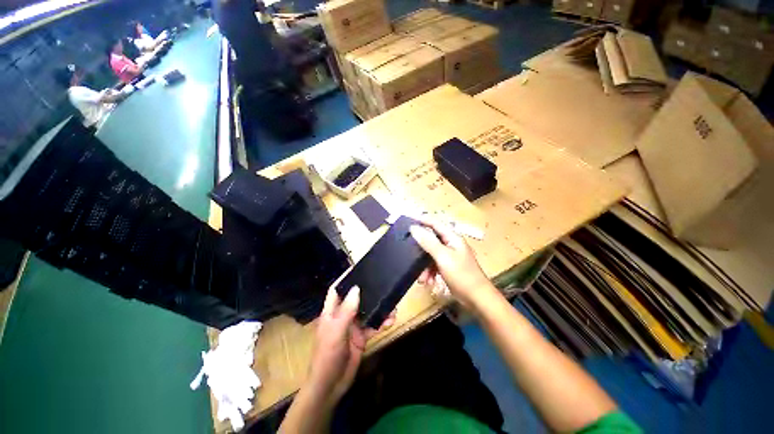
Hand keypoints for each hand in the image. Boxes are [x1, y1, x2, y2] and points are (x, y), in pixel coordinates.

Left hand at [308, 286, 393, 403]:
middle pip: (356, 299)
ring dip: (379, 309)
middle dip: (368, 292)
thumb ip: (347, 310)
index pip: (337, 290)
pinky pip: (373, 326)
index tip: (357, 268)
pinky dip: (382, 323)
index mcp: (332, 312)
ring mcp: (353, 326)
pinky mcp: (361, 337)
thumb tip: (357, 288)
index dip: (345, 279)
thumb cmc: (327, 356)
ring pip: (367, 312)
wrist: (331, 386)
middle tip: (382, 285)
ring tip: (392, 306)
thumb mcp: (336, 331)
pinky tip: (390, 321)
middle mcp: (342, 316)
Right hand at [410, 218, 497, 308]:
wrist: (477, 298)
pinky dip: (430, 272)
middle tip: (408, 252)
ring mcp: (449, 256)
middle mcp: (451, 244)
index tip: (408, 220)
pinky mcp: (448, 267)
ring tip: (422, 278)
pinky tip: (428, 282)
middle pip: (431, 240)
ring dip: (424, 266)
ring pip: (430, 255)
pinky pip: (434, 265)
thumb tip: (414, 228)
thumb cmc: (461, 274)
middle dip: (420, 250)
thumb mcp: (442, 257)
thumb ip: (428, 242)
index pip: (435, 223)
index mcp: (452, 237)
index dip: (422, 220)